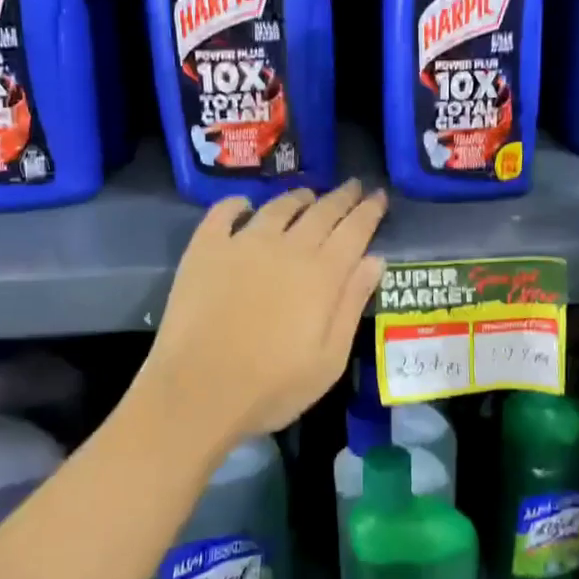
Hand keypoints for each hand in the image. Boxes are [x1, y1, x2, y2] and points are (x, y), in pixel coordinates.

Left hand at [141, 180, 388, 450]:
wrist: (198, 391)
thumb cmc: (272, 387)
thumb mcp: (329, 359)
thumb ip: (352, 304)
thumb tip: (374, 260)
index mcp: (322, 274)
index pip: (354, 230)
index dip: (369, 211)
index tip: (380, 195)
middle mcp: (287, 248)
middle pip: (321, 212)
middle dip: (342, 197)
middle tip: (353, 187)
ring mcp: (243, 243)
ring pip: (278, 207)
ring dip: (298, 198)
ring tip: (308, 196)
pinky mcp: (205, 249)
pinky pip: (223, 212)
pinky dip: (238, 204)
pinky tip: (244, 205)